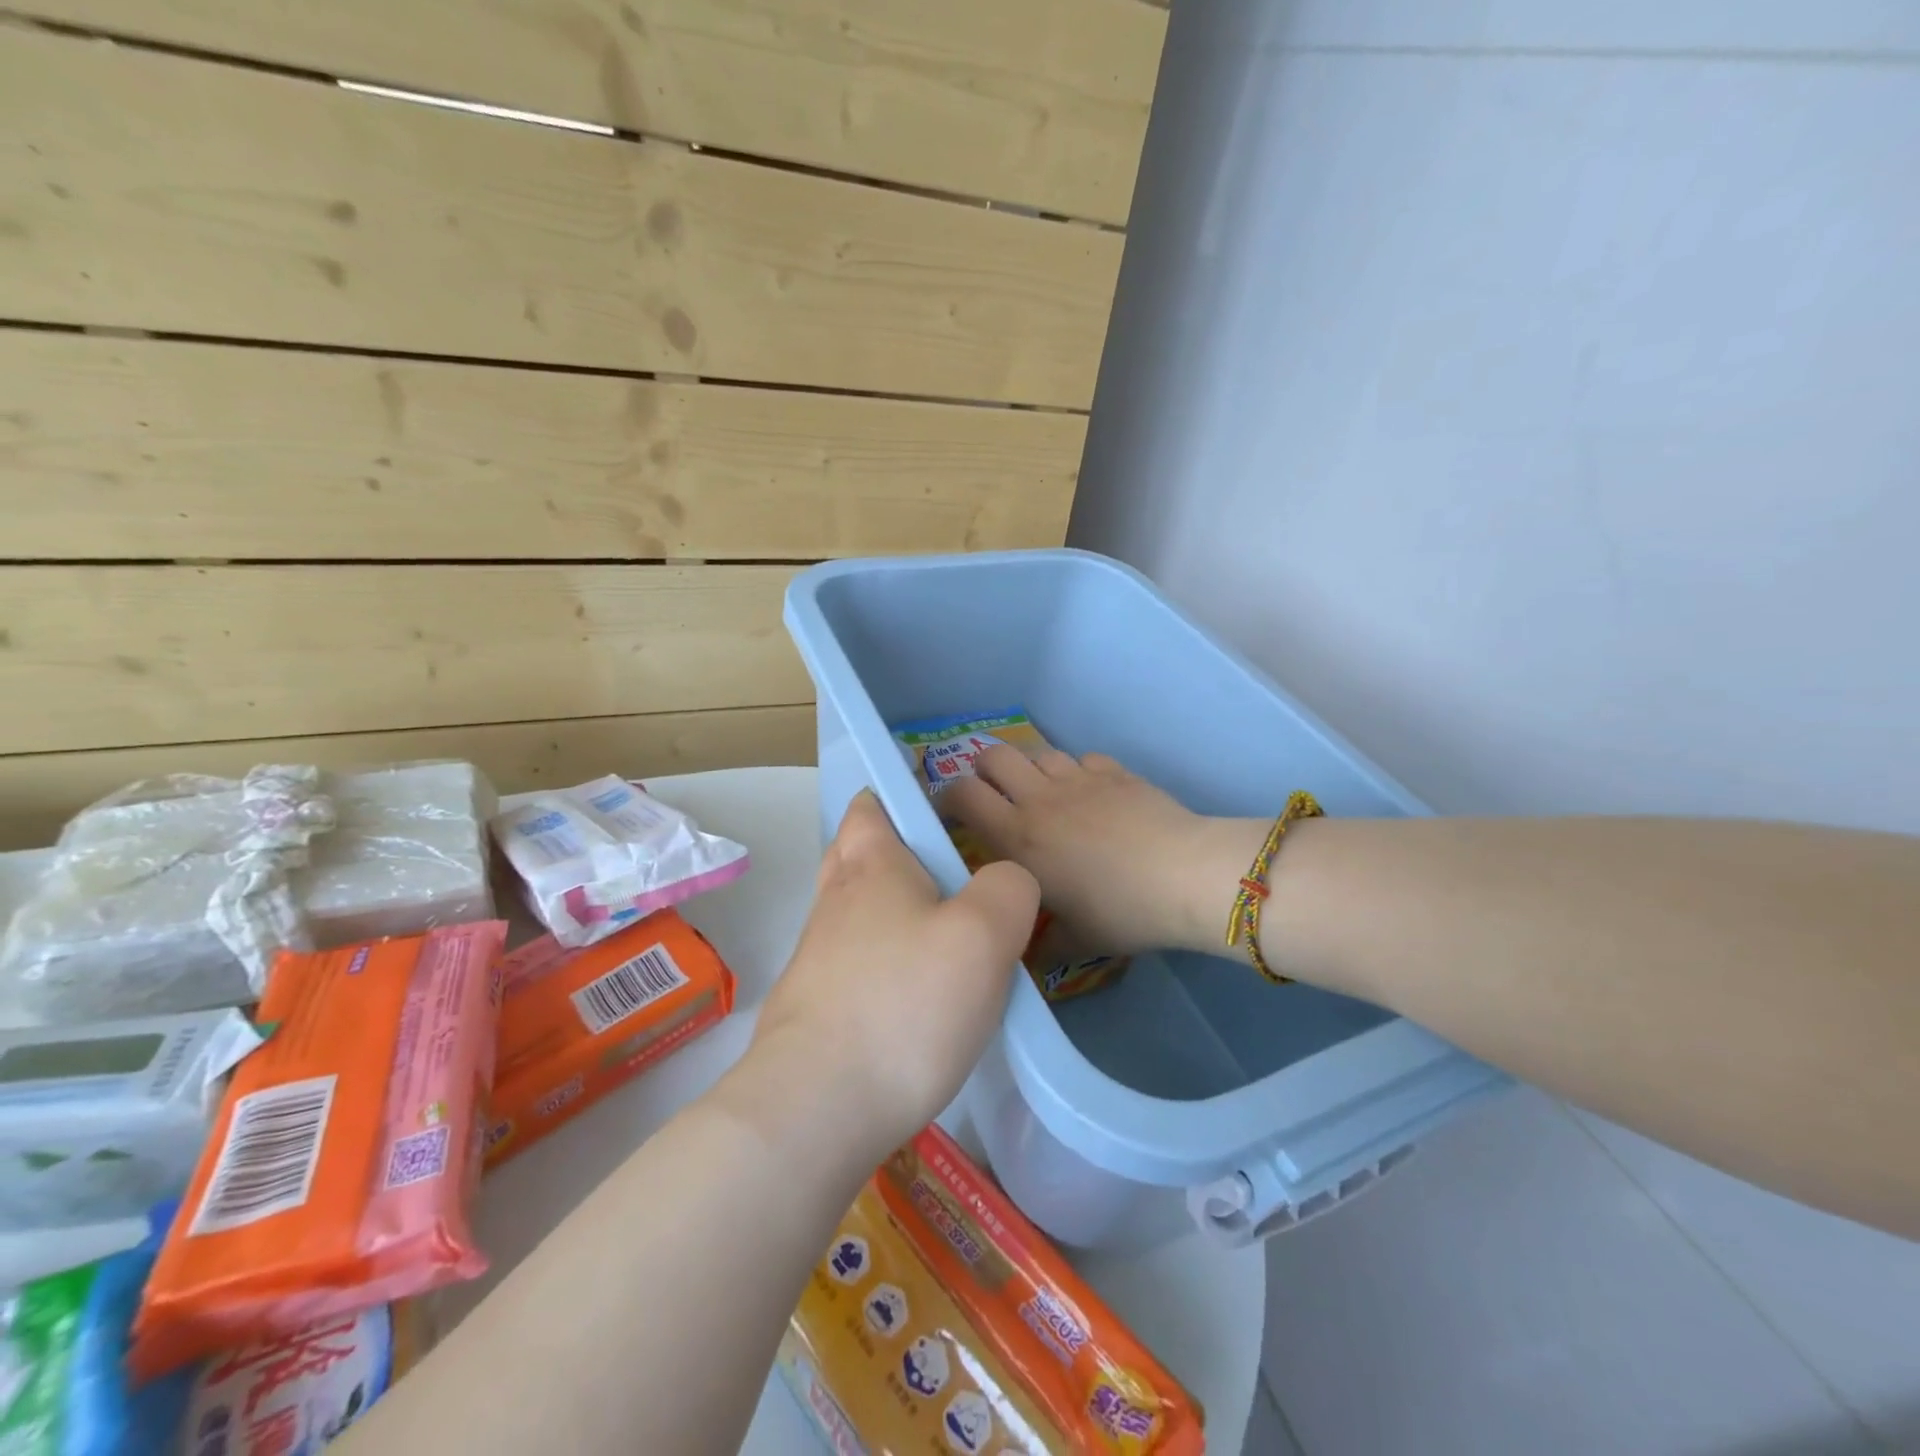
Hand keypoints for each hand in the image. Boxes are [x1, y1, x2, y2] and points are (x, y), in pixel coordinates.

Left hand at [748, 791, 1039, 1156]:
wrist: (816, 1107)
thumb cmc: (906, 1004)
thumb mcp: (984, 935)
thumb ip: (1009, 890)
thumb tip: (1006, 881)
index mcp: (871, 866)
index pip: (871, 806)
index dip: (898, 798)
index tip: (938, 816)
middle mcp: (835, 901)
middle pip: (854, 854)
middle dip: (892, 854)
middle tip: (942, 877)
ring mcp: (816, 956)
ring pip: (853, 912)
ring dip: (888, 912)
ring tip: (940, 939)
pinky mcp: (812, 1007)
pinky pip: (850, 963)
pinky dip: (879, 962)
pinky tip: (913, 996)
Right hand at [941, 746, 1265, 957]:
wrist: (1183, 875)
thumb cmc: (1120, 912)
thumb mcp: (1074, 941)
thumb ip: (1040, 943)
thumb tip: (1024, 952)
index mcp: (1017, 837)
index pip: (962, 795)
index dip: (947, 797)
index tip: (950, 812)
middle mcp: (1039, 798)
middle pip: (993, 755)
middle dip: (984, 769)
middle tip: (994, 794)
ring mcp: (1078, 778)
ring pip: (1037, 752)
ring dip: (1031, 769)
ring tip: (1043, 794)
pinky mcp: (1113, 771)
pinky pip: (1082, 758)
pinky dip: (1077, 772)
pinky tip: (1091, 794)